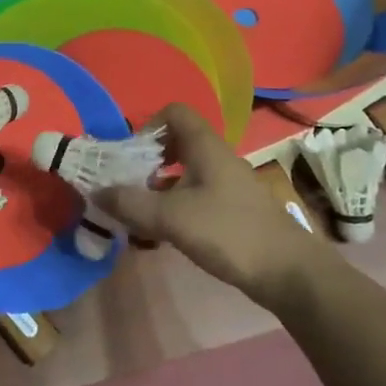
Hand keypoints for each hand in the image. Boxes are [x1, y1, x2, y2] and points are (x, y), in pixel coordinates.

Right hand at [96, 104, 321, 305]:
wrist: (289, 273)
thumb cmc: (230, 232)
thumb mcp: (172, 218)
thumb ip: (131, 204)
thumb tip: (96, 192)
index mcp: (206, 147)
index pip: (174, 112)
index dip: (148, 126)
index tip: (130, 155)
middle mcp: (216, 159)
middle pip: (175, 143)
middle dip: (145, 162)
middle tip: (126, 186)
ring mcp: (226, 185)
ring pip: (183, 173)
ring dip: (157, 189)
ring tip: (137, 215)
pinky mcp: (231, 210)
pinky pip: (194, 197)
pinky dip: (173, 208)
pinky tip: (160, 235)